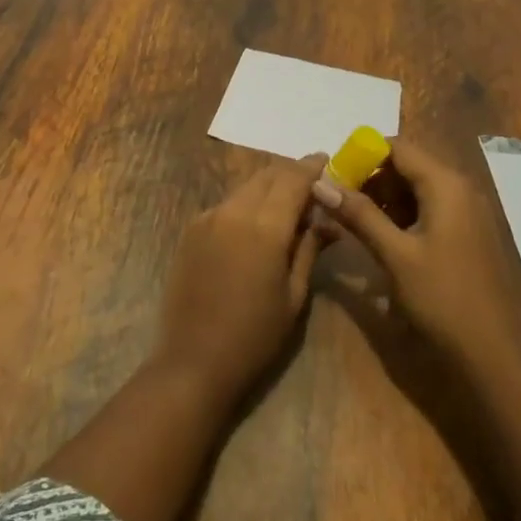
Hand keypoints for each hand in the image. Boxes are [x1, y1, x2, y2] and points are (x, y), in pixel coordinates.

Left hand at [154, 154, 326, 404]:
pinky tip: (256, 223)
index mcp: (264, 227)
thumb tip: (328, 221)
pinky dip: (247, 202)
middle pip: (267, 175)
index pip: (293, 180)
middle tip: (312, 185)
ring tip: (288, 204)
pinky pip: (226, 203)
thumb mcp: (294, 296)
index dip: (312, 167)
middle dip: (291, 173)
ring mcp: (207, 217)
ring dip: (268, 186)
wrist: (193, 360)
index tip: (328, 160)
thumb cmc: (254, 336)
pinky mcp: (191, 229)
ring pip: (245, 187)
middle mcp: (233, 211)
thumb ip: (309, 249)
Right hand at [310, 138, 520, 379]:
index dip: (363, 155)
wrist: (493, 356)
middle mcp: (461, 189)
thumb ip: (358, 214)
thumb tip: (319, 183)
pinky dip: (403, 216)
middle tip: (340, 203)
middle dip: (371, 178)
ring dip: (384, 198)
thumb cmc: (442, 299)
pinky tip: (383, 239)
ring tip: (355, 222)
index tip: (334, 177)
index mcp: (446, 185)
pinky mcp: (468, 235)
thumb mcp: (395, 255)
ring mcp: (468, 213)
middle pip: (408, 165)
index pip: (398, 147)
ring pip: (417, 189)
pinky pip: (430, 210)